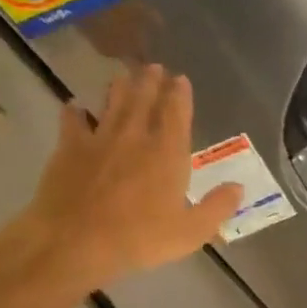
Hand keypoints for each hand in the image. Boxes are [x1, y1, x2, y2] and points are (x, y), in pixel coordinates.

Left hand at [0, 64, 242, 290]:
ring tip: (124, 75)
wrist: (76, 241)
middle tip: (154, 66)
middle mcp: (135, 138)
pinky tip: (75, 106)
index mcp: (167, 155)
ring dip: (120, 88)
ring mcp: (99, 141)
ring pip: (112, 105)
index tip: (181, 79)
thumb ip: (217, 207)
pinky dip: (76, 112)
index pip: (176, 115)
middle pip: (143, 101)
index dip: (180, 95)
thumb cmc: (140, 239)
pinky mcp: (69, 150)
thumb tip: (237, 187)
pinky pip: (73, 122)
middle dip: (150, 81)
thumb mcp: (192, 231)